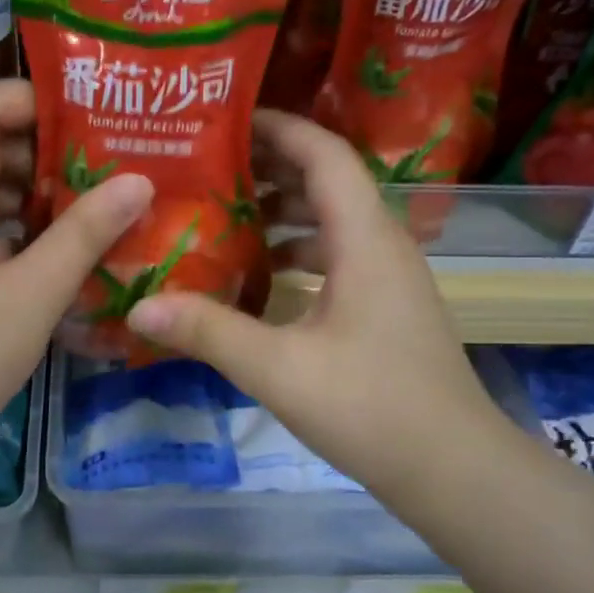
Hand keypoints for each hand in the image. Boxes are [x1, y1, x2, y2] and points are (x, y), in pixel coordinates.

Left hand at [0, 79, 152, 500]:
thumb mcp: (32, 296)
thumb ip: (85, 234)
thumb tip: (138, 181)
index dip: (33, 101)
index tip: (91, 121)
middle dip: (44, 152)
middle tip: (106, 168)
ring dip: (31, 195)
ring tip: (92, 209)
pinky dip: (11, 231)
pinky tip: (54, 255)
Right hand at [125, 109, 510, 504]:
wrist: (454, 470)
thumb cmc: (372, 408)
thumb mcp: (279, 369)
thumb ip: (208, 333)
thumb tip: (140, 308)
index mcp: (365, 239)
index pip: (325, 155)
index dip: (279, 129)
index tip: (226, 122)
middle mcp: (383, 245)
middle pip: (327, 182)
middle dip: (271, 169)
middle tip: (209, 170)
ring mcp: (389, 279)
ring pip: (332, 224)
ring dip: (283, 215)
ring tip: (224, 220)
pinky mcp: (386, 309)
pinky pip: (338, 259)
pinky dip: (298, 255)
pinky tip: (260, 281)